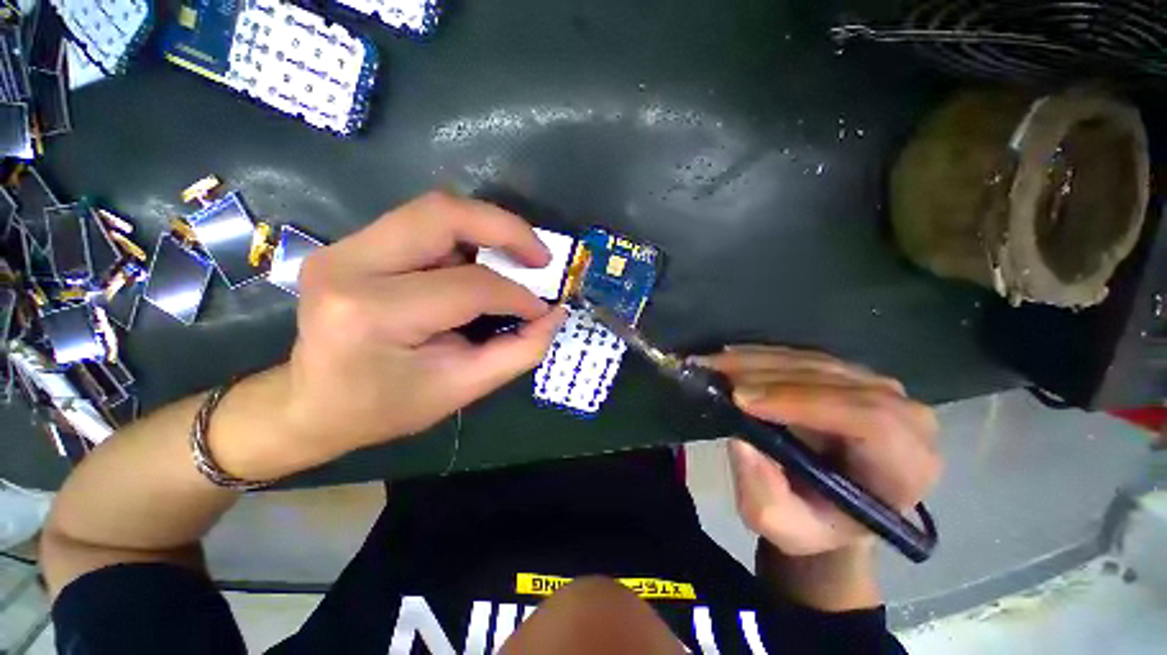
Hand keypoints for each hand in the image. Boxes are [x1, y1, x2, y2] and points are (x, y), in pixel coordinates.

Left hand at [279, 192, 564, 461]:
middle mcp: (350, 265)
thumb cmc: (387, 406)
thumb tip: (555, 315)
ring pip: (434, 211)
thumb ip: (520, 350)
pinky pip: (422, 225)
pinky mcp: (351, 246)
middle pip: (444, 214)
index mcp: (374, 312)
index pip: (469, 285)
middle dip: (506, 229)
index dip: (518, 295)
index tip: (544, 308)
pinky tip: (481, 263)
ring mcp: (344, 248)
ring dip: (486, 230)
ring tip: (516, 259)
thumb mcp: (462, 388)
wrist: (312, 405)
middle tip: (541, 256)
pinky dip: (464, 238)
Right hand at [699, 346, 940, 556]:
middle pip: (835, 381)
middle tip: (717, 376)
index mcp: (905, 467)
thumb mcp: (783, 527)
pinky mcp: (847, 372)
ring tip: (713, 364)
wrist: (830, 503)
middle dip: (767, 377)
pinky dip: (760, 356)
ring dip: (756, 361)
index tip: (742, 400)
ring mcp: (876, 387)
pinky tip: (729, 356)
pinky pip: (802, 355)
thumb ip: (764, 495)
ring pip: (813, 361)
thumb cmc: (813, 522)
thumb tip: (741, 442)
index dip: (803, 402)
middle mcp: (904, 417)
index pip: (869, 420)